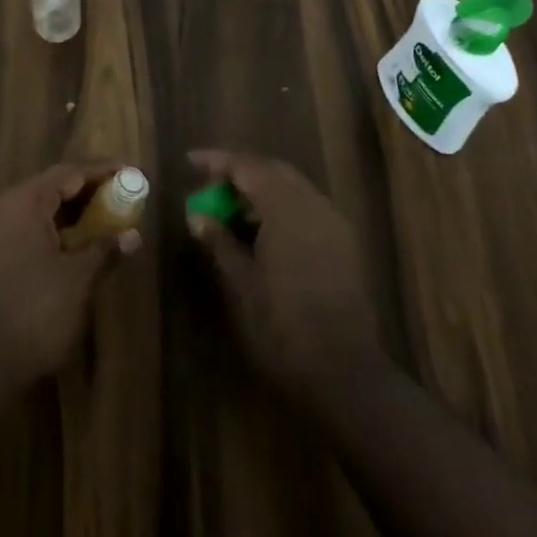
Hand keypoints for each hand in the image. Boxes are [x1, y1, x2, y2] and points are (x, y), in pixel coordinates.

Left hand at [0, 162, 142, 395]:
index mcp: (22, 203)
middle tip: (122, 199)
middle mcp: (1, 209)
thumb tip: (133, 235)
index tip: (130, 172)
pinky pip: (25, 231)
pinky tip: (74, 249)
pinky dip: (53, 234)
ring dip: (71, 215)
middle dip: (88, 193)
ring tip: (105, 223)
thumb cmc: (32, 313)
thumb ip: (105, 250)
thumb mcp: (77, 281)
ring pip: (37, 212)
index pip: (68, 173)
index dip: (101, 172)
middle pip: (51, 188)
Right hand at [187, 150, 387, 410]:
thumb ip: (219, 241)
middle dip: (241, 173)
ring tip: (232, 211)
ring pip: (293, 189)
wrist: (346, 375)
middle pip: (273, 171)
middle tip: (210, 187)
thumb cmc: (283, 328)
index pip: (248, 166)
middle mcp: (314, 206)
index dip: (217, 161)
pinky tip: (264, 232)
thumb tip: (197, 214)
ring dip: (262, 191)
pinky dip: (282, 209)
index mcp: (286, 209)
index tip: (190, 162)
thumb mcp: (240, 284)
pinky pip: (308, 209)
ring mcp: (335, 225)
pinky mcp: (345, 245)